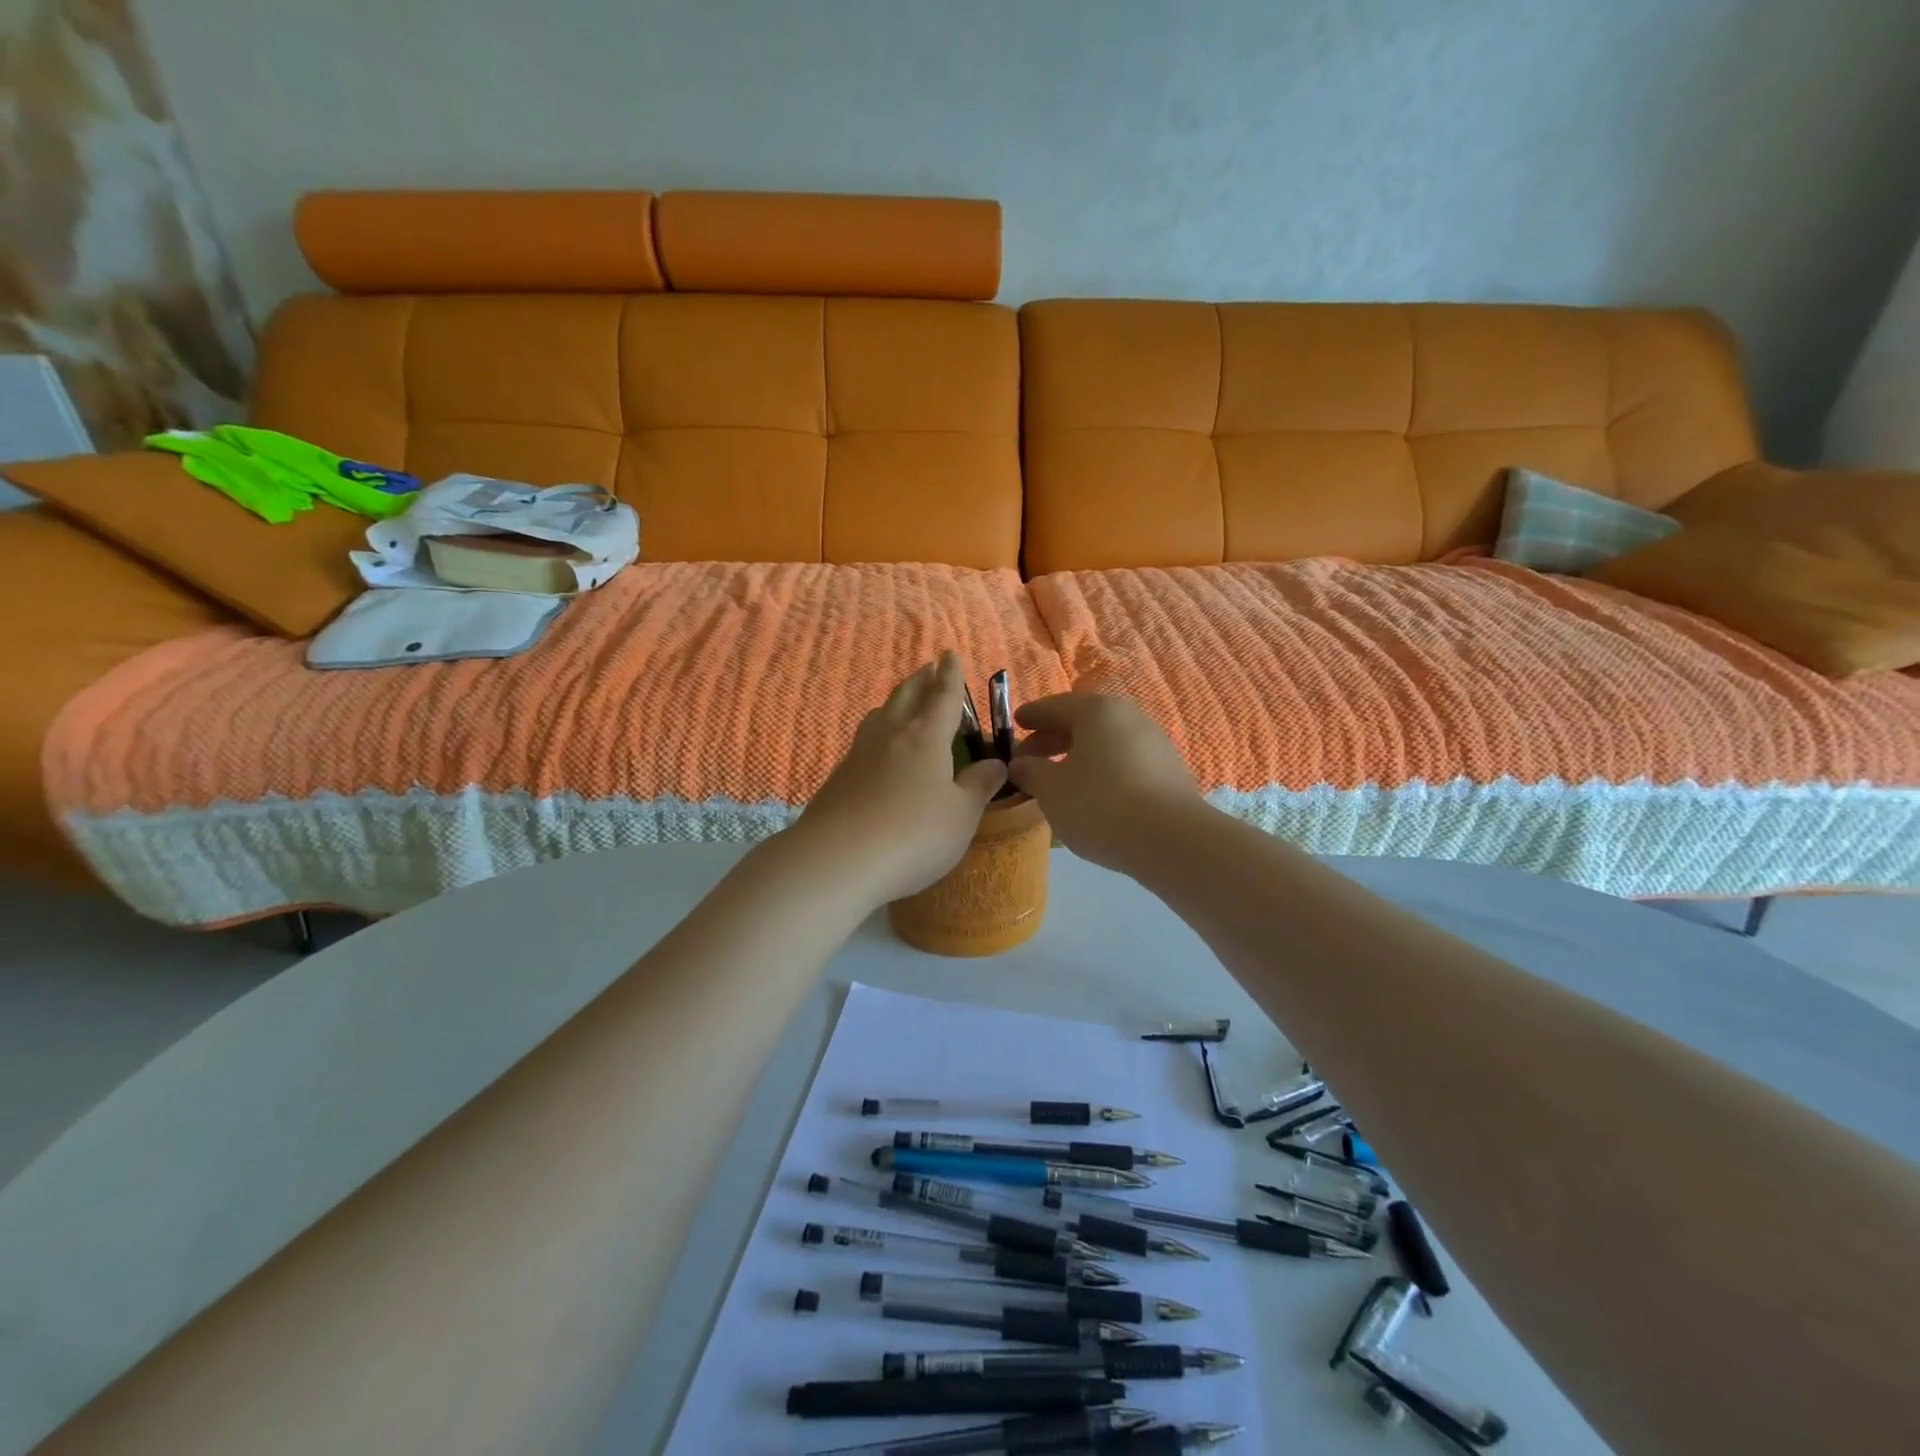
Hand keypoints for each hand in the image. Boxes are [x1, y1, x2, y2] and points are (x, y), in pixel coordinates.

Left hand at [795, 652, 1008, 906]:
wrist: (836, 861)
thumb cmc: (913, 835)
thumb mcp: (961, 815)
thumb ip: (979, 786)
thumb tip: (996, 763)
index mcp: (925, 737)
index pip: (943, 696)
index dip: (950, 675)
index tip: (950, 654)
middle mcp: (891, 736)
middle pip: (906, 696)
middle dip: (921, 681)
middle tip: (929, 670)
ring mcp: (859, 755)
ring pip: (881, 716)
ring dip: (896, 703)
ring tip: (905, 705)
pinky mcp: (839, 778)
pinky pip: (865, 742)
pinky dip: (879, 734)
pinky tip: (881, 753)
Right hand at [1007, 692, 1199, 873]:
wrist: (1170, 839)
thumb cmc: (1099, 804)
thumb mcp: (1051, 789)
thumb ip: (1030, 771)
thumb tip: (1020, 763)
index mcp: (1096, 711)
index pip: (1054, 706)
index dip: (1031, 716)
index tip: (1014, 725)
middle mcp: (1128, 717)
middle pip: (1082, 722)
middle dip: (1052, 739)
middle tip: (1028, 760)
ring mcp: (1154, 742)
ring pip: (1104, 743)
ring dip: (1078, 756)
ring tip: (1058, 781)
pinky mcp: (1169, 770)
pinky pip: (1124, 761)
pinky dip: (1102, 770)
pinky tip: (1091, 794)